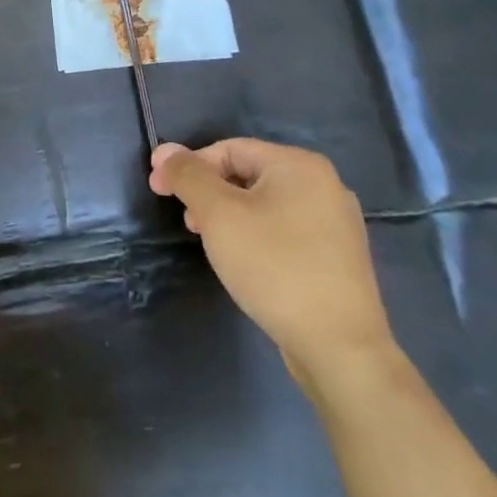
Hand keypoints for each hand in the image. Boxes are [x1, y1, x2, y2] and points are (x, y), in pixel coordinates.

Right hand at [149, 137, 393, 390]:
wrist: (339, 347)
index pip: (228, 149)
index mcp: (299, 165)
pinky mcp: (336, 256)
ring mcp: (335, 223)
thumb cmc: (274, 266)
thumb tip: (165, 150)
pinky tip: (243, 261)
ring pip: (264, 204)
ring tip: (209, 243)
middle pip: (247, 174)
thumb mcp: (218, 214)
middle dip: (208, 193)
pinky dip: (254, 235)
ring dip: (228, 216)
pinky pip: (283, 229)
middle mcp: (324, 185)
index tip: (158, 190)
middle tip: (186, 221)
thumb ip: (189, 176)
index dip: (188, 166)